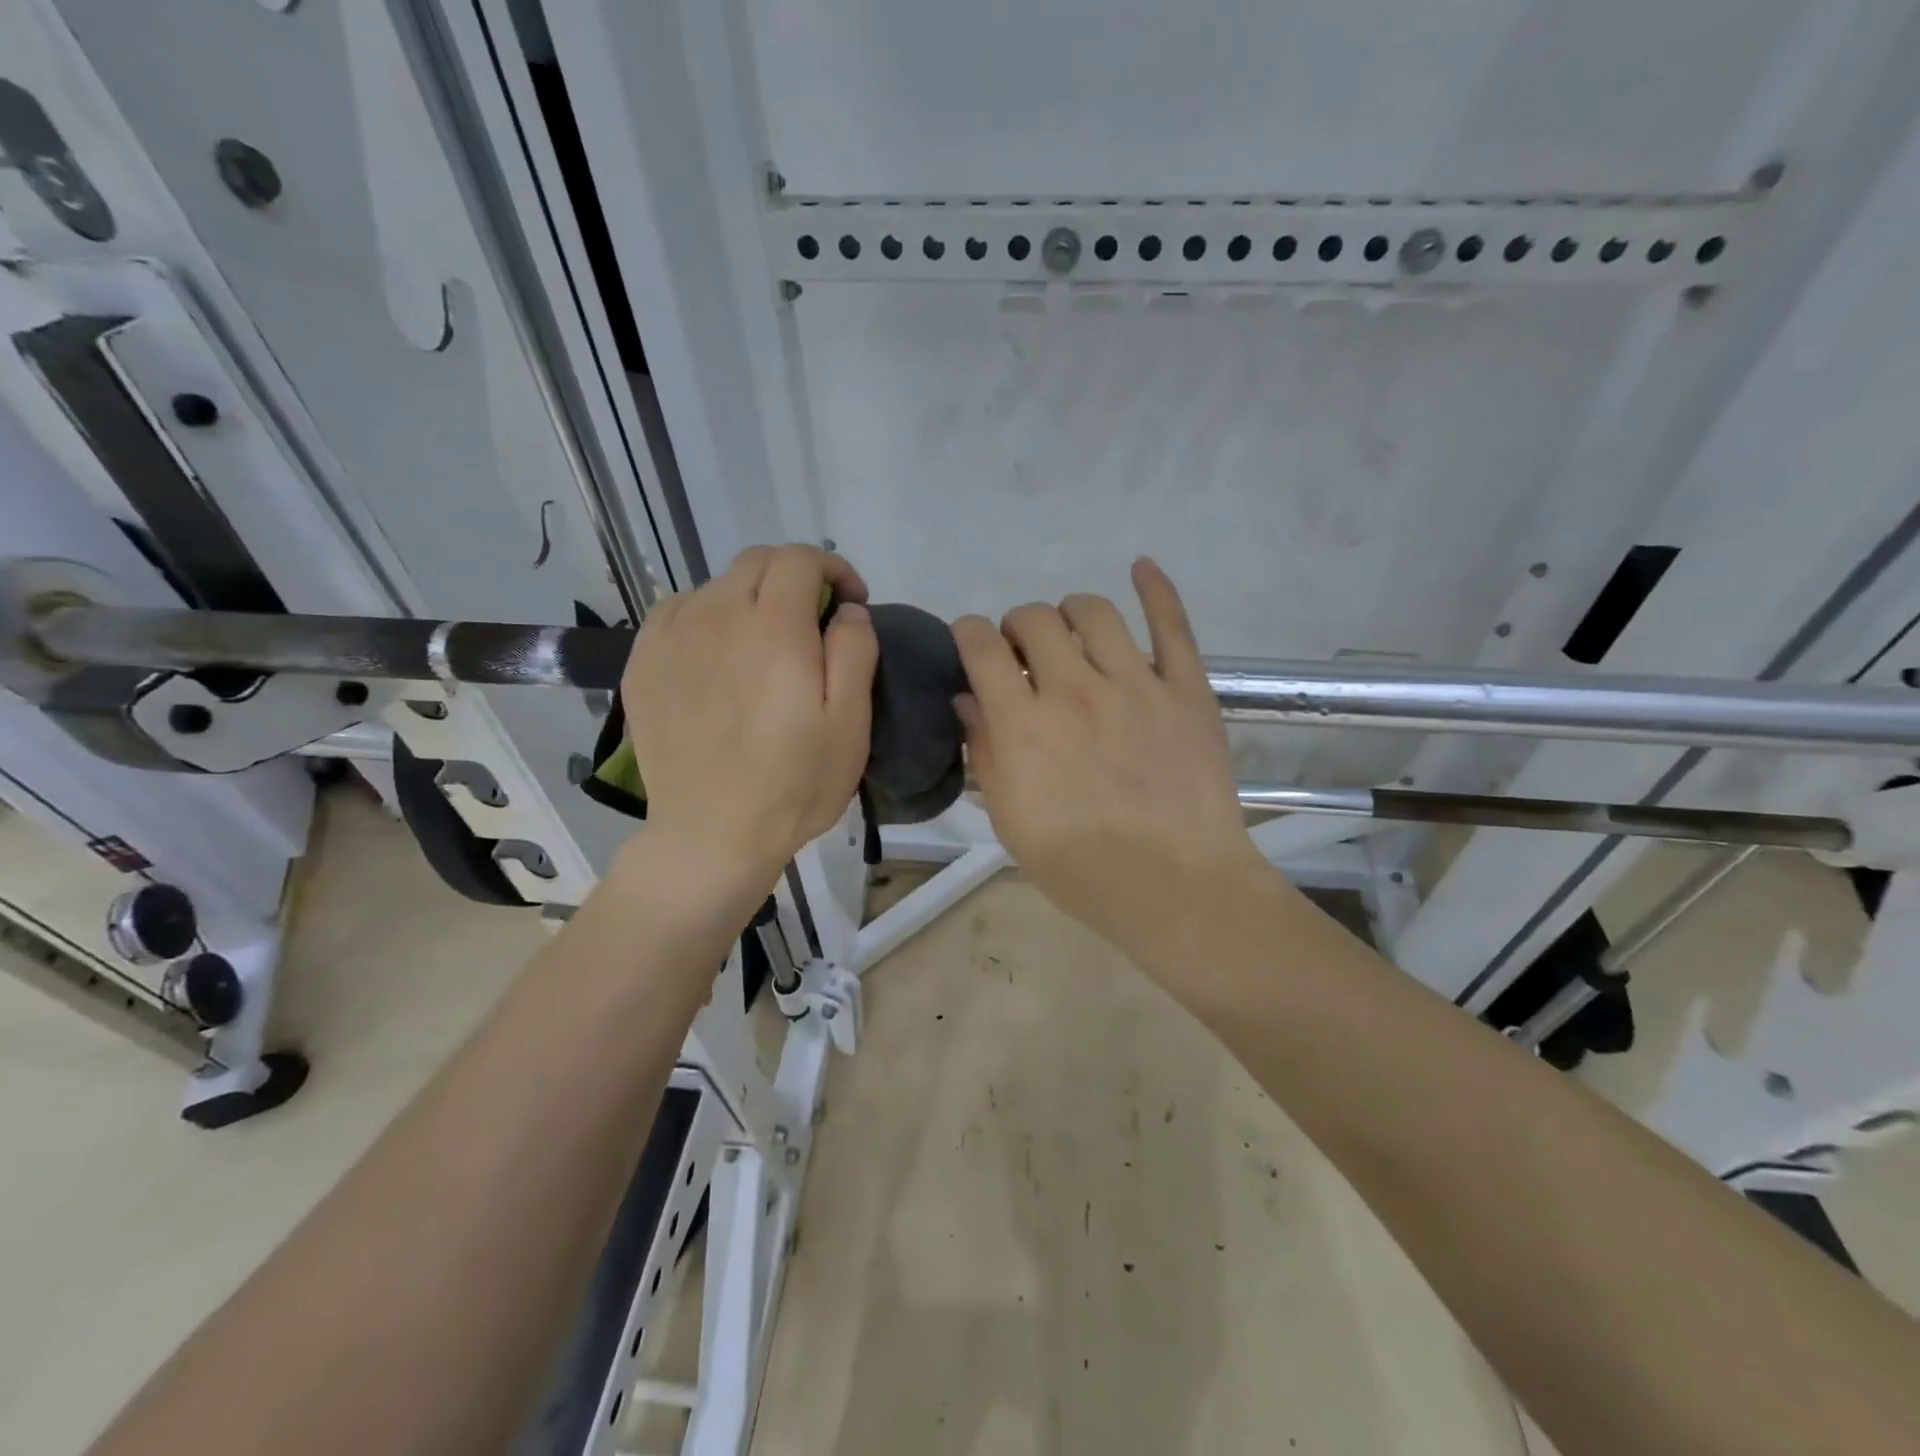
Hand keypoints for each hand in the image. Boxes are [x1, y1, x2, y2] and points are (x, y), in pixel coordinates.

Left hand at [622, 544, 877, 893]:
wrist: (712, 835)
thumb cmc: (794, 784)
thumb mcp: (851, 723)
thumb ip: (855, 650)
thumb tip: (846, 610)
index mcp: (774, 628)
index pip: (799, 559)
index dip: (832, 569)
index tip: (850, 602)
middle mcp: (717, 616)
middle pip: (756, 562)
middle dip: (794, 577)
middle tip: (813, 620)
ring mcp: (672, 637)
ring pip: (717, 585)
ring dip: (750, 598)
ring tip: (763, 642)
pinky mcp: (643, 662)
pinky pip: (678, 611)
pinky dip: (707, 616)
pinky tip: (717, 653)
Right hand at [951, 559, 1261, 961]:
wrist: (1174, 889)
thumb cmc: (1080, 867)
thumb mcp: (1011, 821)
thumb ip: (986, 752)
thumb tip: (967, 699)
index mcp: (1024, 724)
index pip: (980, 645)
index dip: (967, 634)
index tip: (971, 645)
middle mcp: (1074, 689)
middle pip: (1033, 618)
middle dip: (1016, 627)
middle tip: (1024, 655)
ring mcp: (1136, 684)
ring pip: (1093, 611)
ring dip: (1070, 614)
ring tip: (1072, 637)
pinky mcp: (1187, 690)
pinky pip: (1172, 624)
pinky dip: (1156, 589)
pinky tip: (1142, 567)